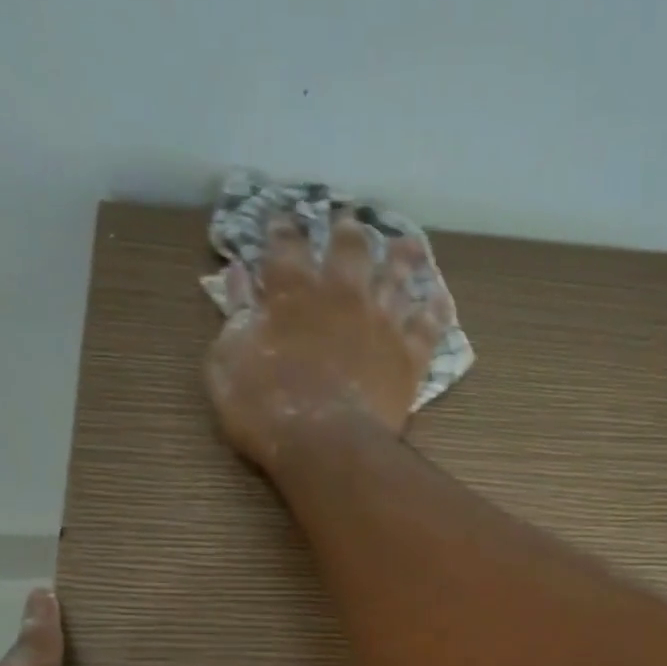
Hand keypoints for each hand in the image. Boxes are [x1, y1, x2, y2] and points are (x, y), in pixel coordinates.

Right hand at [206, 214, 455, 468]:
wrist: (325, 445)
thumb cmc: (264, 406)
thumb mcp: (227, 359)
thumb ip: (236, 313)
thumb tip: (237, 275)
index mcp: (293, 290)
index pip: (286, 243)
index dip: (284, 228)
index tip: (283, 221)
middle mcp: (342, 293)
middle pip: (351, 248)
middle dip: (349, 232)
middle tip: (352, 222)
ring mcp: (381, 323)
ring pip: (397, 278)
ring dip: (402, 260)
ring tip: (408, 246)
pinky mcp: (409, 357)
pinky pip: (428, 327)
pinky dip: (435, 313)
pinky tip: (439, 301)